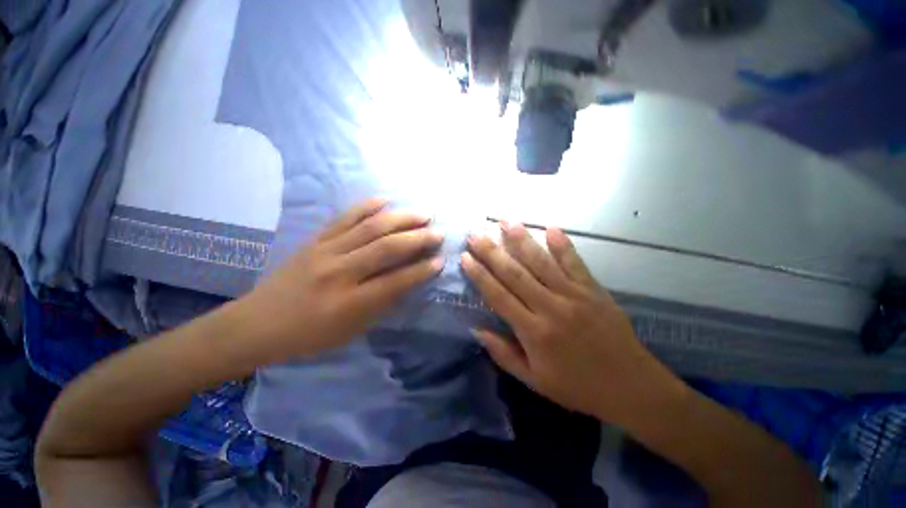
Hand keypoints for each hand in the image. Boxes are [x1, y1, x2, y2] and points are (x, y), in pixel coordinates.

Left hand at [246, 199, 443, 360]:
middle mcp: (339, 273)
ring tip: (423, 213)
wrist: (256, 324)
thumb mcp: (351, 330)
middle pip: (386, 248)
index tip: (441, 260)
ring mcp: (325, 251)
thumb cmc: (309, 336)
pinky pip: (344, 218)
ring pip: (370, 228)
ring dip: (401, 218)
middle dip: (418, 238)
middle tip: (439, 231)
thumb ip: (381, 303)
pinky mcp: (314, 240)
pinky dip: (367, 206)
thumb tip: (408, 279)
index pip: (395, 282)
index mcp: (349, 303)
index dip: (421, 270)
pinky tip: (385, 200)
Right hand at [461, 222, 683, 425]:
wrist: (632, 387)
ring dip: (522, 240)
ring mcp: (574, 295)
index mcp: (534, 332)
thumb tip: (477, 329)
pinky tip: (551, 228)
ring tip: (506, 222)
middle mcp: (551, 308)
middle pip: (515, 274)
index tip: (465, 257)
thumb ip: (503, 354)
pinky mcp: (594, 290)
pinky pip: (575, 263)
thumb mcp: (534, 381)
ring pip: (542, 262)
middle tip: (476, 234)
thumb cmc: (578, 387)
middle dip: (492, 252)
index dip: (479, 275)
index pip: (499, 296)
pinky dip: (563, 245)